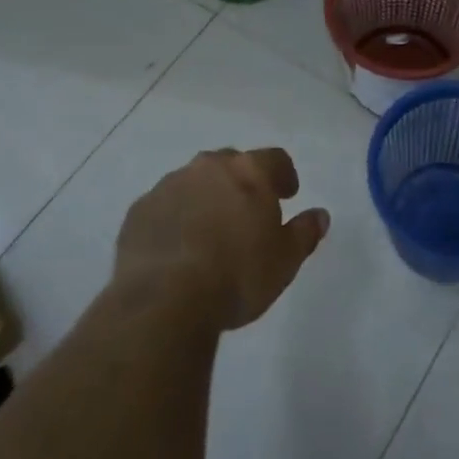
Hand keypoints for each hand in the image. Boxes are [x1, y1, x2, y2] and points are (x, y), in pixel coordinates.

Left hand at [114, 148, 329, 331]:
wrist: (164, 299)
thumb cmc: (237, 276)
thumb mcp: (285, 260)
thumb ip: (304, 232)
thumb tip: (320, 215)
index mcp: (248, 171)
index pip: (274, 158)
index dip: (284, 175)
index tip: (288, 194)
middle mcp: (207, 167)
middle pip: (231, 163)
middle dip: (241, 182)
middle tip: (248, 212)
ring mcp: (168, 186)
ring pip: (194, 182)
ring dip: (205, 198)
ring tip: (210, 232)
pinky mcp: (138, 211)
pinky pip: (164, 206)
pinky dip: (175, 217)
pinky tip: (178, 247)